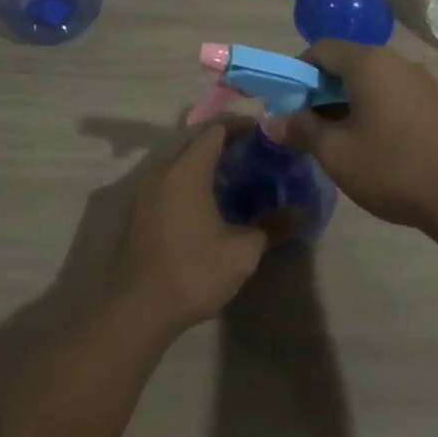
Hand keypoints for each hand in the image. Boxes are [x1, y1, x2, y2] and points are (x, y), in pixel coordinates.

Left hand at [113, 123, 267, 337]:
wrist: (137, 310)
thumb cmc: (193, 272)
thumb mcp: (242, 252)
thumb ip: (271, 226)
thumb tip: (300, 213)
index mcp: (187, 170)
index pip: (215, 130)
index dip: (240, 126)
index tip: (264, 131)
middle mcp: (162, 171)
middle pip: (194, 141)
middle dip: (223, 141)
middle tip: (253, 152)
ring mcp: (144, 191)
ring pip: (178, 161)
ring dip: (203, 161)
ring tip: (233, 175)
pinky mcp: (138, 211)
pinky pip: (167, 180)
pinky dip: (188, 179)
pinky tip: (206, 201)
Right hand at [273, 41, 437, 233]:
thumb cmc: (392, 168)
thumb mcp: (335, 152)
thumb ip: (300, 130)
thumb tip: (271, 120)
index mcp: (368, 62)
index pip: (321, 49)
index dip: (297, 72)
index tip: (286, 104)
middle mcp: (396, 61)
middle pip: (346, 63)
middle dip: (320, 91)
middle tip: (306, 126)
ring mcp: (420, 80)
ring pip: (370, 81)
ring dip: (346, 102)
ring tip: (337, 140)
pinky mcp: (436, 102)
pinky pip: (392, 94)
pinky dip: (372, 109)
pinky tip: (371, 144)